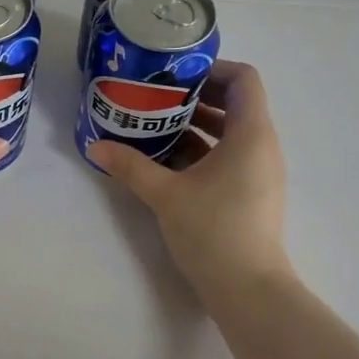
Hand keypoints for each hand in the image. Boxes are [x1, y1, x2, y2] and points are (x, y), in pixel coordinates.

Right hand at [88, 60, 289, 297]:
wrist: (248, 289)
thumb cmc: (212, 231)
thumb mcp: (165, 195)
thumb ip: (131, 166)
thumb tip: (95, 146)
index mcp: (251, 134)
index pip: (244, 79)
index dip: (212, 69)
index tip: (175, 76)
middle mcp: (262, 146)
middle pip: (236, 103)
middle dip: (196, 97)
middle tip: (155, 98)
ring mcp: (260, 171)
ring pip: (231, 133)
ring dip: (196, 126)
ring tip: (155, 127)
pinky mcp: (252, 193)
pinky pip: (229, 157)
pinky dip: (202, 151)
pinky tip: (167, 162)